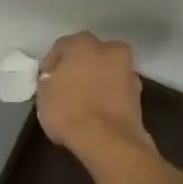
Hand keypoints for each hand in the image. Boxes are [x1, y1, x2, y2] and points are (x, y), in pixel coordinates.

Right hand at [36, 32, 153, 162]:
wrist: (108, 140)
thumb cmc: (68, 110)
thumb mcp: (43, 94)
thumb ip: (50, 79)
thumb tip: (57, 79)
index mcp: (83, 43)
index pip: (62, 47)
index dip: (51, 64)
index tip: (45, 81)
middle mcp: (109, 49)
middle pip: (90, 55)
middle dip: (79, 67)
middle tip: (66, 87)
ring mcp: (128, 71)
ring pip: (106, 71)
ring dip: (96, 81)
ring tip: (83, 102)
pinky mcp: (138, 94)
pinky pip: (116, 90)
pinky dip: (107, 96)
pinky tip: (96, 111)